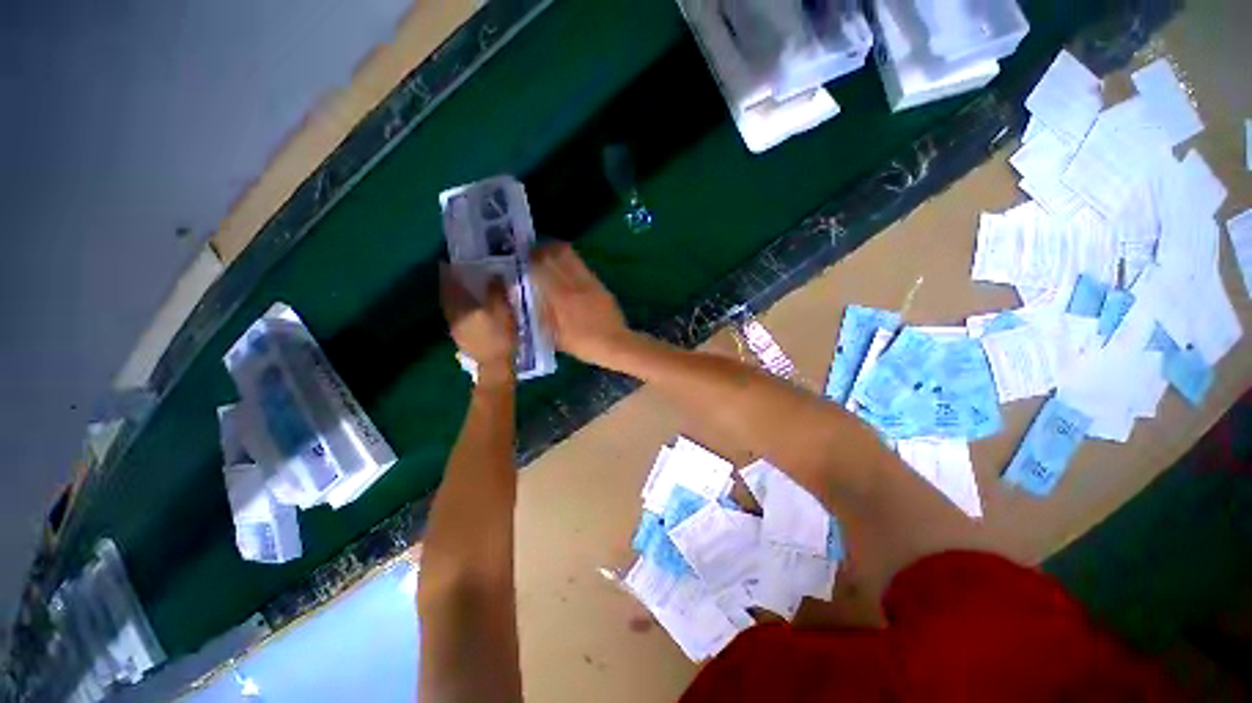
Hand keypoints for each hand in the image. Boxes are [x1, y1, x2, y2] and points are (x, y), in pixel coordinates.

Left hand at [440, 265, 516, 382]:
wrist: (495, 365)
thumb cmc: (500, 336)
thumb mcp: (503, 311)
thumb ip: (496, 292)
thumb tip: (493, 274)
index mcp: (461, 307)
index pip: (450, 285)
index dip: (448, 273)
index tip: (446, 263)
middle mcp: (453, 315)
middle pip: (447, 296)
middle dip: (449, 285)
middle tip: (455, 275)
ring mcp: (455, 328)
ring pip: (451, 307)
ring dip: (453, 298)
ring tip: (462, 291)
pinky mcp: (461, 338)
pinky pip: (456, 317)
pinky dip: (459, 309)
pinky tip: (469, 310)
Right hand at [531, 243, 633, 364]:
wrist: (616, 343)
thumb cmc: (584, 344)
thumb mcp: (556, 336)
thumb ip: (540, 318)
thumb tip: (525, 303)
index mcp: (562, 296)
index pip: (542, 267)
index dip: (530, 259)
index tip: (522, 259)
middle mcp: (575, 284)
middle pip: (556, 255)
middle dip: (542, 251)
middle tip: (533, 255)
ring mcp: (590, 282)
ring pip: (571, 257)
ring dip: (557, 253)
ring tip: (548, 258)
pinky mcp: (600, 285)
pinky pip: (581, 267)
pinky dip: (570, 263)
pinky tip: (566, 271)